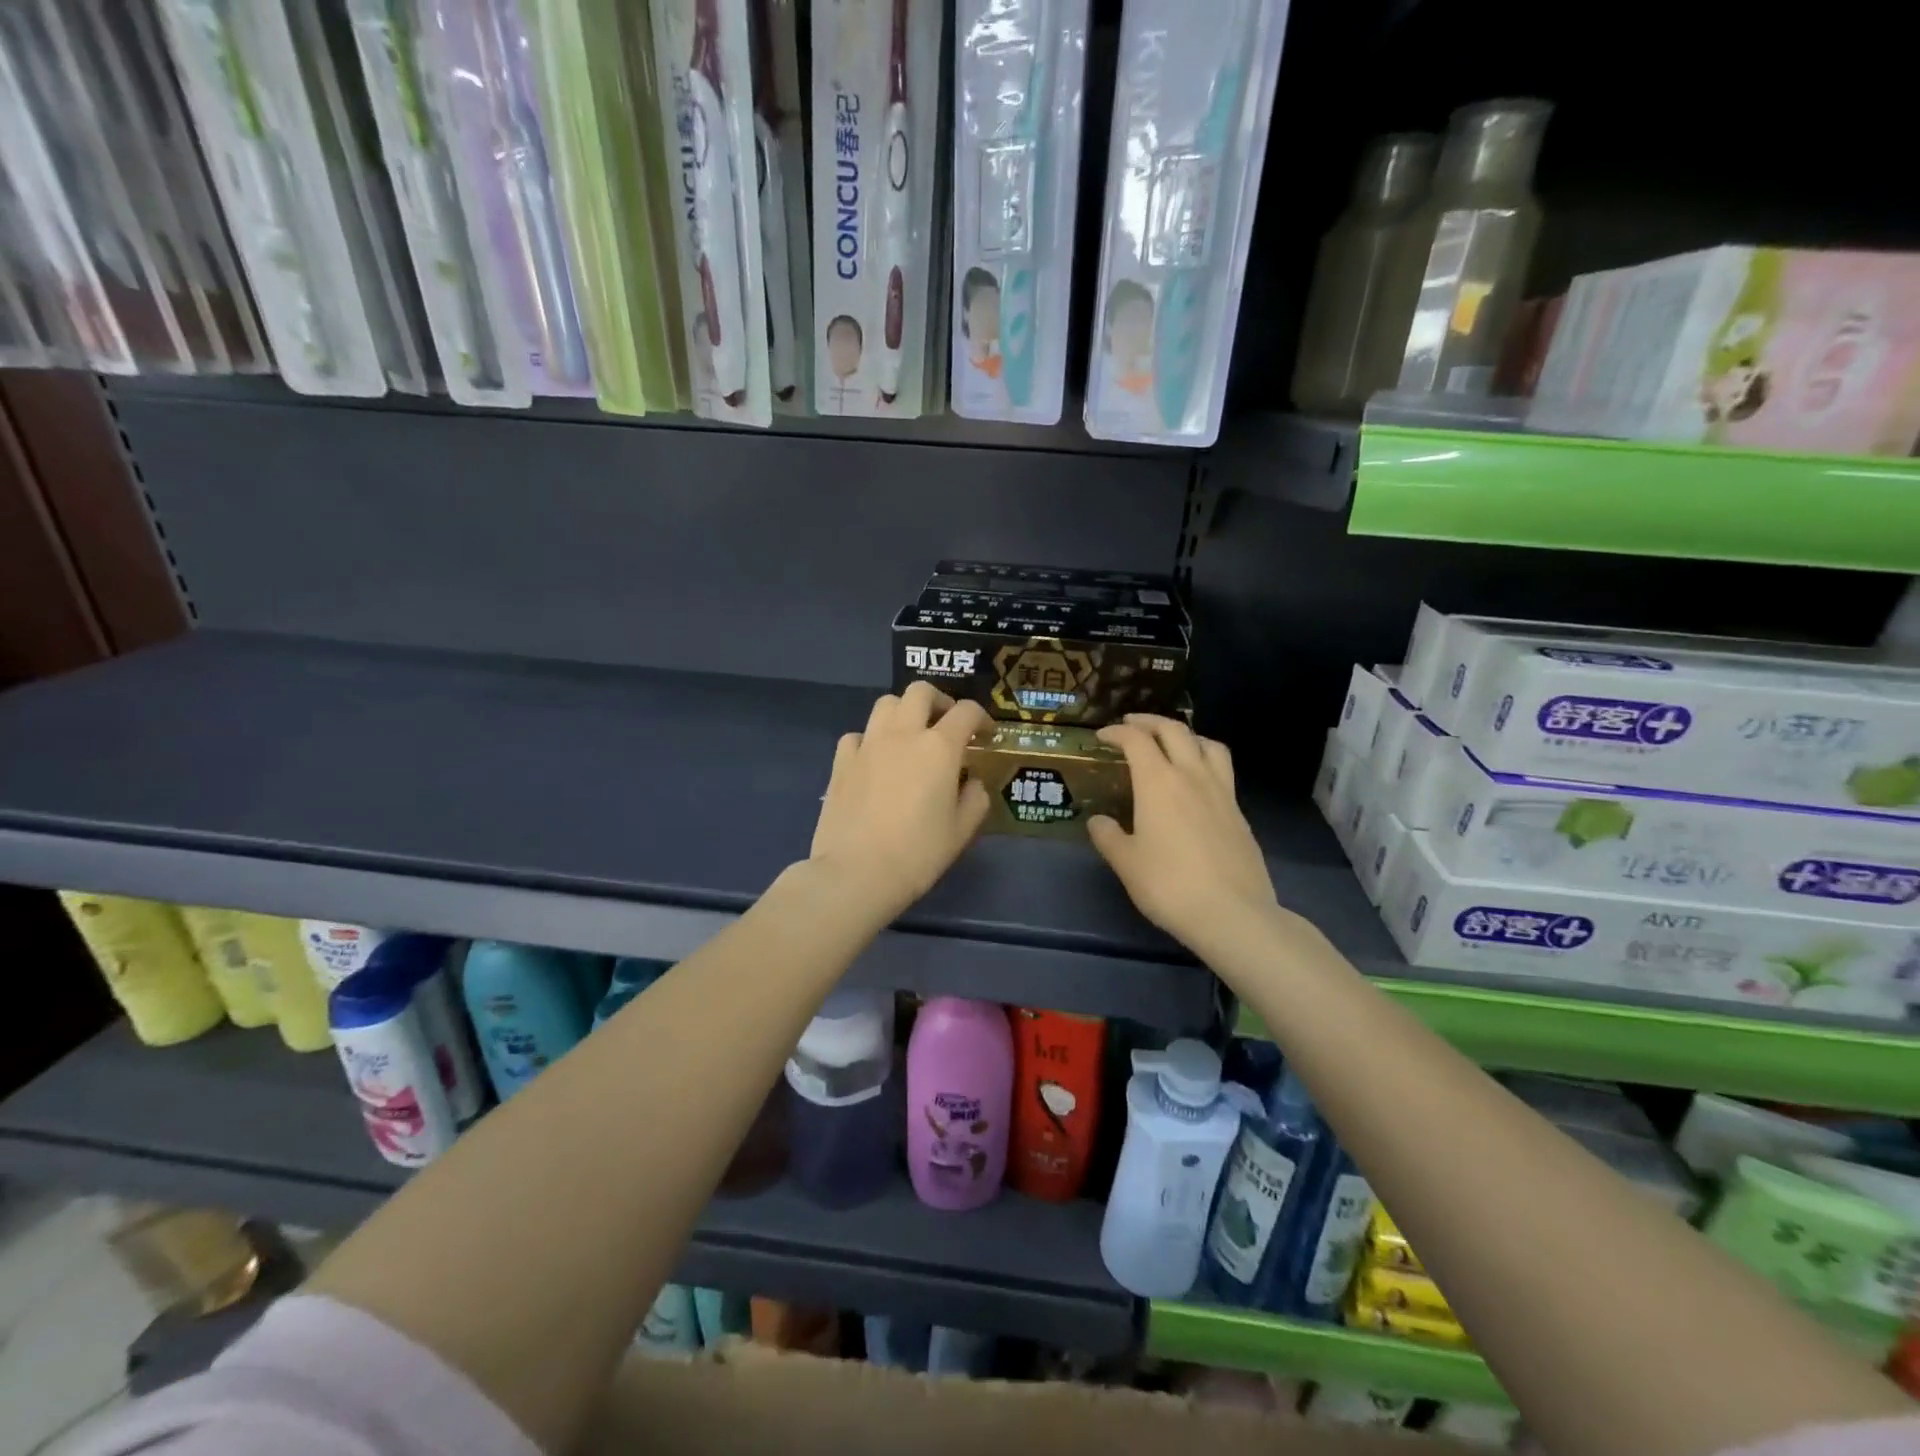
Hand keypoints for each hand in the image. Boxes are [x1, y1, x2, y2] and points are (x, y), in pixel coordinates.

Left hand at [809, 684, 991, 918]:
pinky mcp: (841, 761)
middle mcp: (903, 734)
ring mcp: (868, 744)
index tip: (985, 734)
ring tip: (910, 736)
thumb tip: (969, 781)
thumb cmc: (918, 854)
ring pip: (886, 704)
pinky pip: (857, 735)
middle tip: (946, 724)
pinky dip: (870, 740)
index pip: (966, 712)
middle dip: (939, 701)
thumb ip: (974, 798)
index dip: (981, 718)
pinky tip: (875, 760)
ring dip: (904, 712)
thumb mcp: (961, 831)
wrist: (856, 872)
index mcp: (939, 748)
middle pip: (920, 691)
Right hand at [1088, 715, 1277, 952]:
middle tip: (1132, 725)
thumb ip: (1108, 836)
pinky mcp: (1239, 812)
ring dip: (1185, 734)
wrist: (1232, 913)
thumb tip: (1098, 821)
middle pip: (1174, 731)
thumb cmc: (1169, 885)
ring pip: (1207, 743)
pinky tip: (1197, 781)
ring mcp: (1221, 792)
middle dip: (1149, 722)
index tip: (1102, 736)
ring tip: (1172, 742)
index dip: (1117, 732)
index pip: (1136, 740)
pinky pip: (1222, 769)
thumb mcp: (1126, 862)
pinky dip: (1205, 759)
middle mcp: (1192, 776)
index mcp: (1158, 782)